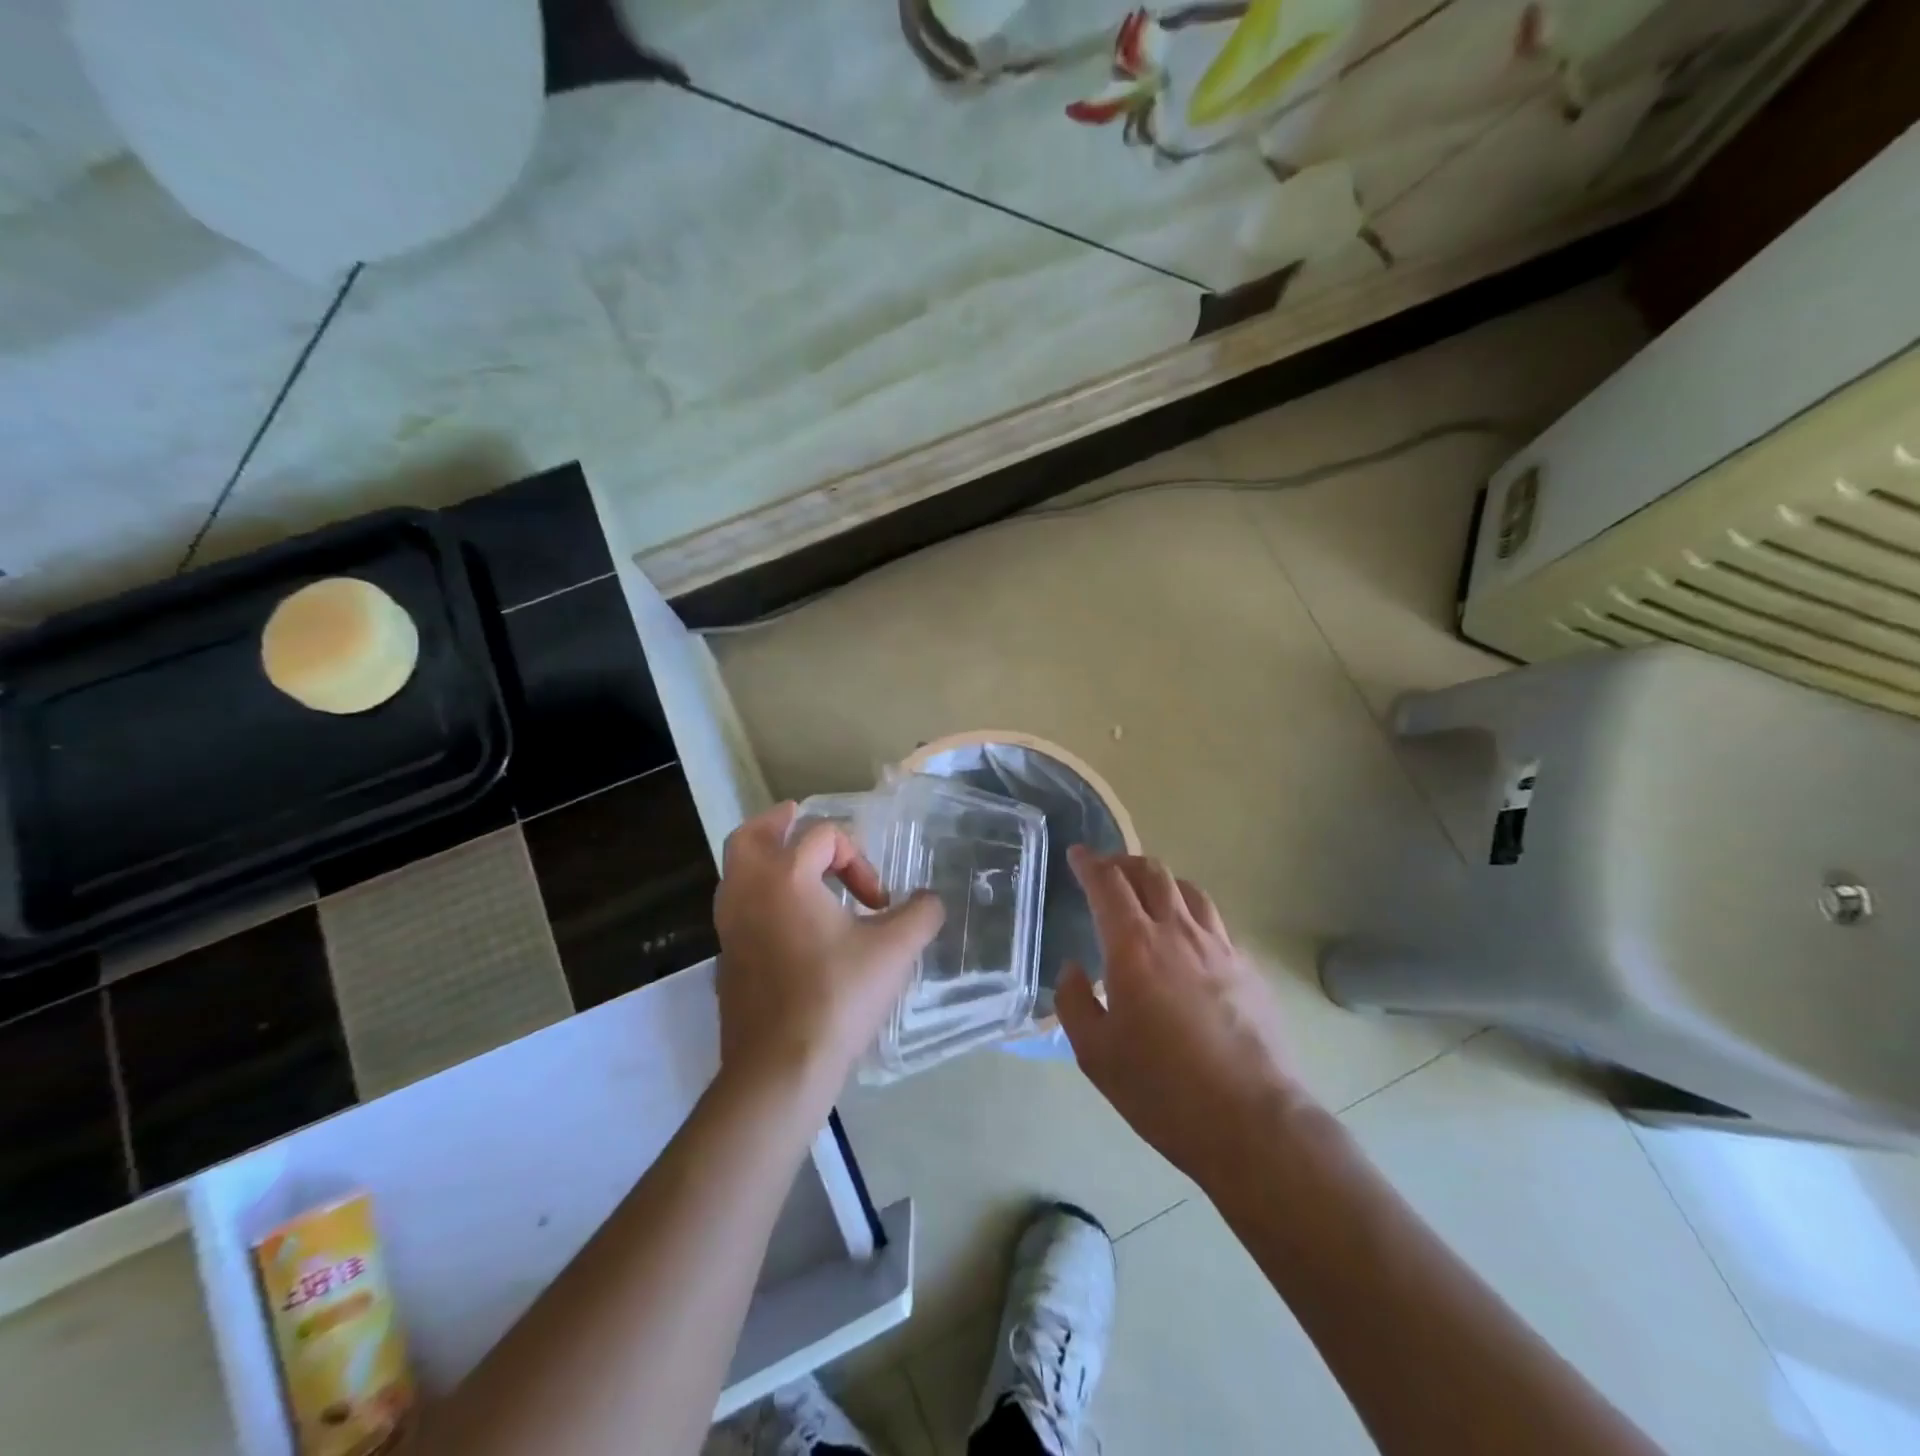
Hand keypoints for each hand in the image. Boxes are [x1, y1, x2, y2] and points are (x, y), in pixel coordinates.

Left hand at [713, 803, 944, 1107]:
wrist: (780, 1068)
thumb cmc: (837, 997)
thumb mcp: (894, 951)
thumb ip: (920, 915)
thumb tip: (930, 902)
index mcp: (785, 876)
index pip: (823, 836)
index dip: (859, 860)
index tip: (879, 904)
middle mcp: (748, 891)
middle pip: (751, 836)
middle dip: (777, 824)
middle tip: (796, 819)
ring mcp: (730, 926)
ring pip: (736, 872)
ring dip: (765, 859)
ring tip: (794, 866)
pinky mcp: (726, 958)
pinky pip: (738, 907)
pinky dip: (759, 896)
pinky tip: (789, 921)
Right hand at [1055, 847, 1316, 1189]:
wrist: (1253, 1122)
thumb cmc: (1162, 1090)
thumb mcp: (1095, 1054)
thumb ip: (1074, 1002)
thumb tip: (1073, 970)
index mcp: (1134, 947)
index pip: (1108, 884)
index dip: (1090, 863)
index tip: (1078, 854)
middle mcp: (1178, 933)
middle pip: (1152, 874)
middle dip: (1124, 863)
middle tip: (1108, 870)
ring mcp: (1220, 948)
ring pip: (1189, 891)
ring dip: (1162, 883)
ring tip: (1149, 895)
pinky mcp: (1249, 969)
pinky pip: (1215, 925)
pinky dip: (1192, 917)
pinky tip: (1189, 944)